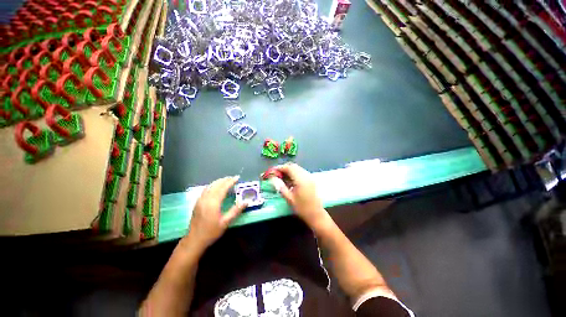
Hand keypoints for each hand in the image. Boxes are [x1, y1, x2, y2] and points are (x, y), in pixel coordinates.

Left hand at [186, 176, 246, 250]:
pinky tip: (215, 187)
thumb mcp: (225, 222)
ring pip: (210, 186)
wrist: (194, 240)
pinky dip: (212, 185)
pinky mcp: (197, 203)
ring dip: (218, 182)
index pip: (223, 188)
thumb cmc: (211, 232)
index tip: (237, 178)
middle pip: (216, 185)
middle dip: (225, 180)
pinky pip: (205, 190)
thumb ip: (236, 210)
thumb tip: (246, 202)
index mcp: (213, 203)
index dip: (230, 182)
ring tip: (226, 180)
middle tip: (233, 178)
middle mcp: (206, 199)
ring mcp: (200, 200)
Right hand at [275, 163, 327, 227]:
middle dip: (284, 168)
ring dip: (289, 170)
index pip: (289, 168)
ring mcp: (310, 177)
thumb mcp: (289, 198)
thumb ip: (281, 187)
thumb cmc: (302, 208)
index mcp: (301, 180)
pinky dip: (294, 173)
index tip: (273, 171)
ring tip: (282, 177)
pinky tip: (290, 181)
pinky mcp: (311, 180)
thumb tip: (273, 179)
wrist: (316, 214)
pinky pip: (301, 172)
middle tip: (276, 174)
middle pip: (294, 166)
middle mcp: (306, 176)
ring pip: (298, 168)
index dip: (280, 168)